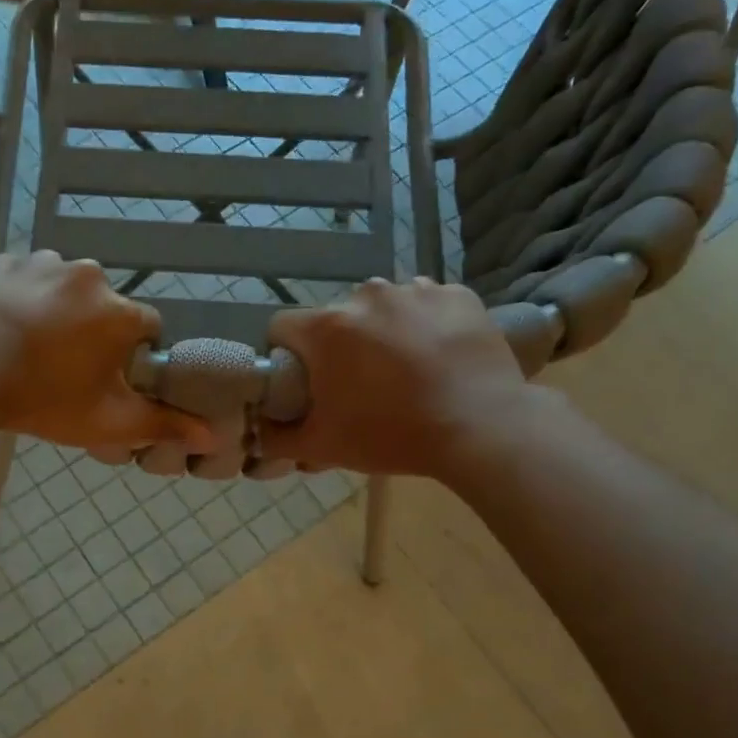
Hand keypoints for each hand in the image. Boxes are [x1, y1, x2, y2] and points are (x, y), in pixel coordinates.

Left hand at [0, 252, 213, 451]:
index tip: (105, 377)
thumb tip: (213, 435)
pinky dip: (23, 295)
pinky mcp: (3, 260)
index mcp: (118, 312)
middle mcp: (88, 275)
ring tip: (29, 345)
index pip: (147, 327)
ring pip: (65, 288)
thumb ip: (163, 425)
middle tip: (62, 366)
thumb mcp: (106, 422)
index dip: (131, 354)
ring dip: (58, 310)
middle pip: (105, 306)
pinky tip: (5, 325)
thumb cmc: (39, 400)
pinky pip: (26, 276)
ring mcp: (41, 262)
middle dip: (93, 331)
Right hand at [262, 277, 544, 481]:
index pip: (282, 327)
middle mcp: (366, 296)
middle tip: (359, 385)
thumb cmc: (391, 436)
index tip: (305, 382)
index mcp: (327, 327)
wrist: (482, 429)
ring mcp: (416, 290)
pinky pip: (426, 304)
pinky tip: (438, 356)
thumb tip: (255, 434)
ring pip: (381, 308)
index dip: (286, 355)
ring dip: (382, 331)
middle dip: (338, 345)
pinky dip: (425, 324)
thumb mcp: (323, 447)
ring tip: (404, 370)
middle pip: (335, 317)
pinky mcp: (457, 295)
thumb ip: (276, 439)